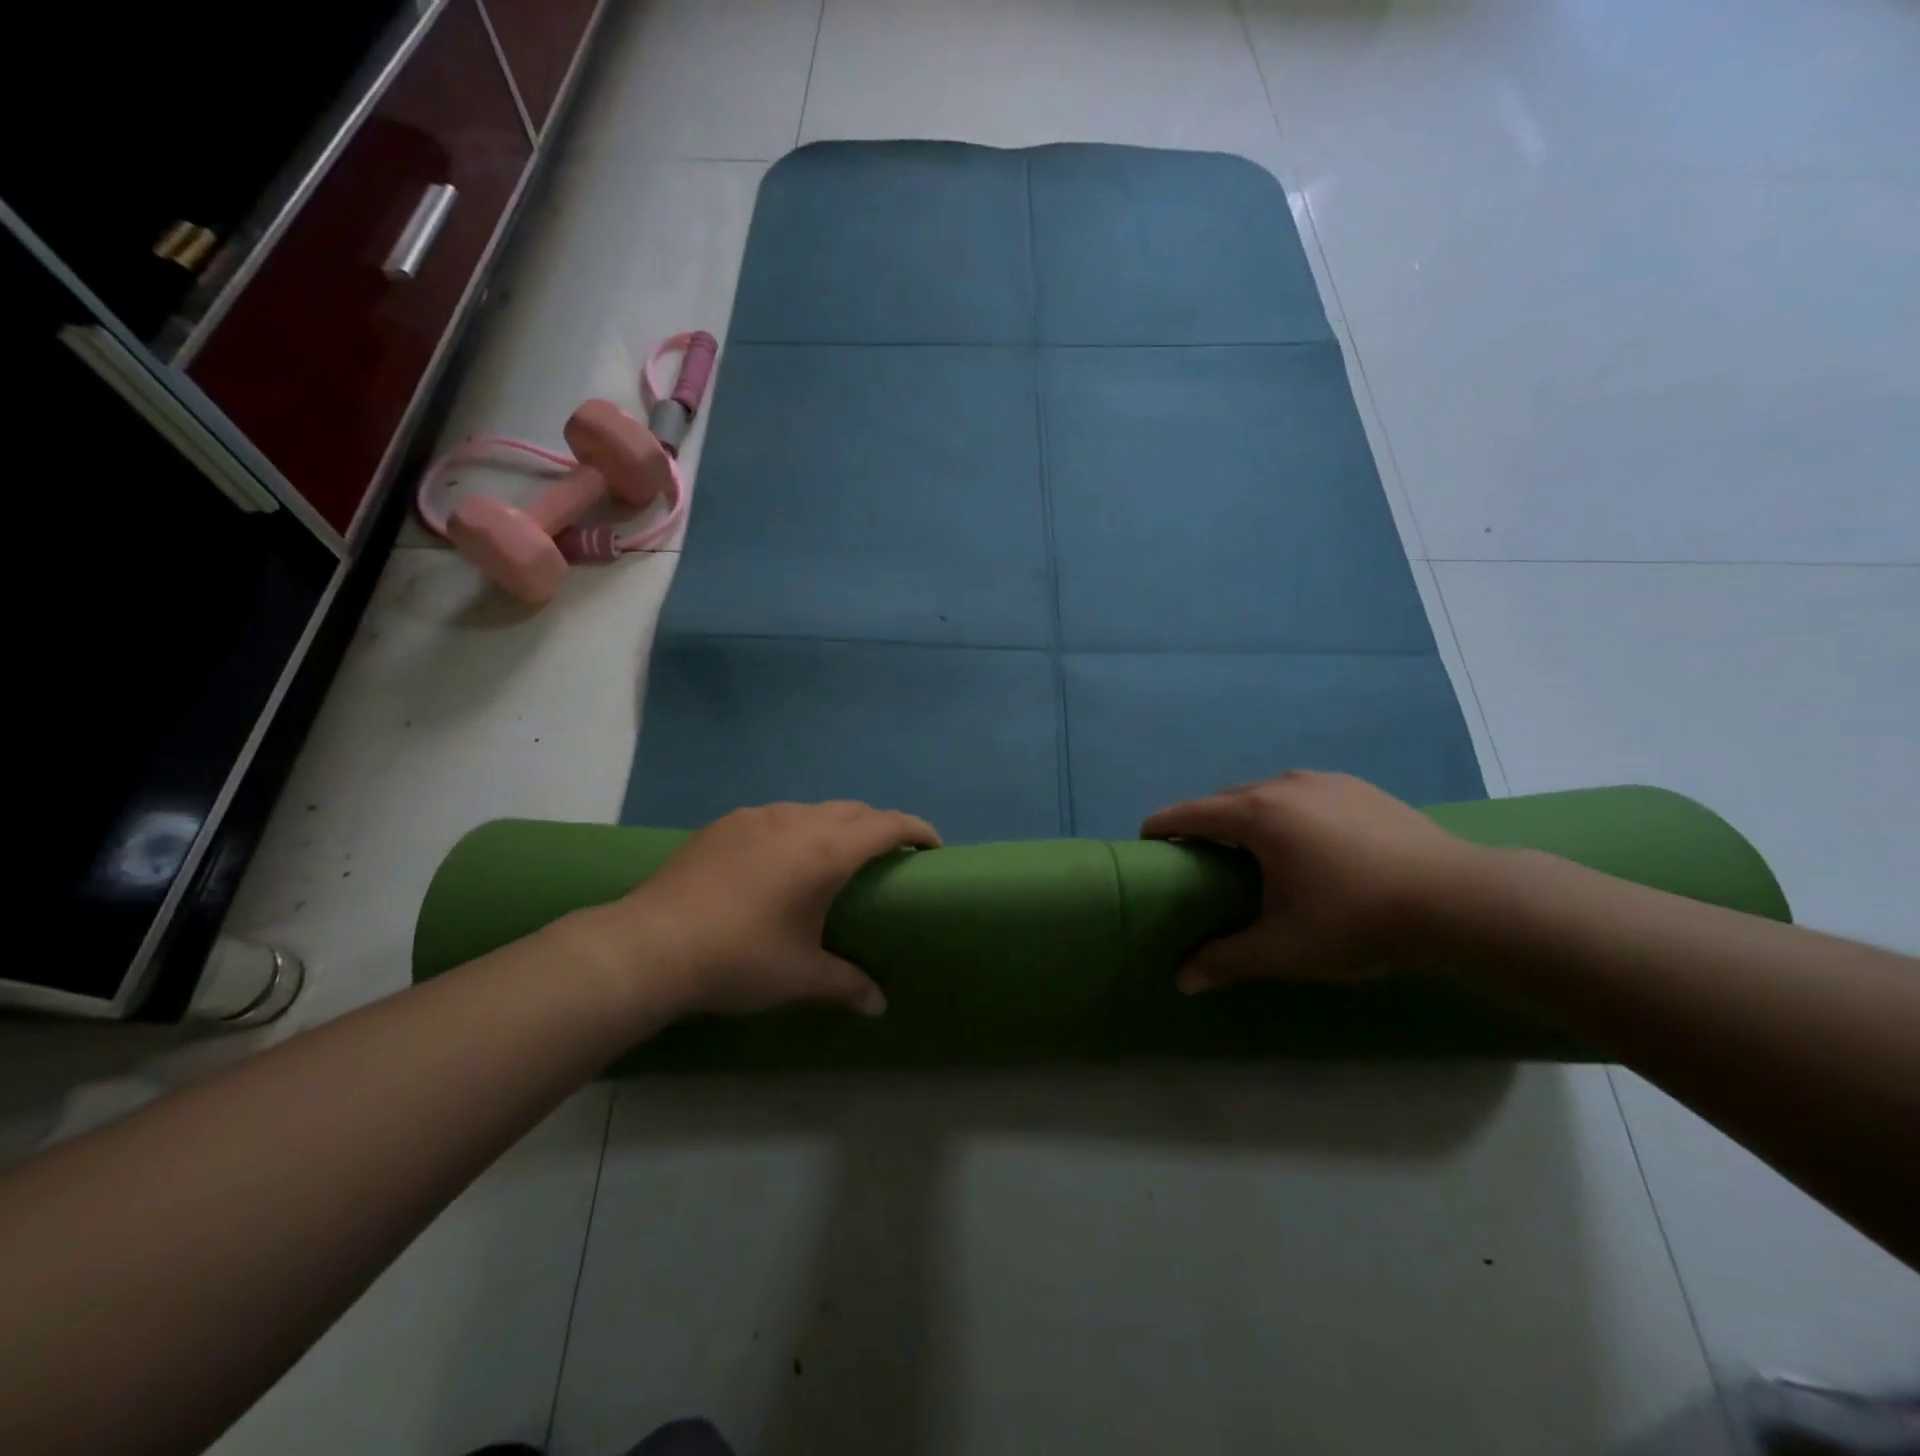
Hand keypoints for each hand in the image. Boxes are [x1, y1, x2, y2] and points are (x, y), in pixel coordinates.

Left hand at [609, 801, 939, 1017]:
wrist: (652, 945)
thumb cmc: (740, 958)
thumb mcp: (801, 976)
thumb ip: (847, 984)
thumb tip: (880, 1006)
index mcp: (827, 851)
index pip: (888, 825)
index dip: (917, 830)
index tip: (932, 846)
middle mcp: (797, 822)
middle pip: (854, 810)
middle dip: (879, 827)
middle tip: (887, 857)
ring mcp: (757, 817)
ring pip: (813, 810)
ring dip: (835, 826)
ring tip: (832, 859)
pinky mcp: (725, 824)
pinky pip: (776, 817)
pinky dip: (795, 830)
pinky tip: (778, 862)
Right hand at [1141, 771, 1484, 991]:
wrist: (1461, 901)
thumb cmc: (1357, 920)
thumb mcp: (1284, 948)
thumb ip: (1226, 960)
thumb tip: (1181, 980)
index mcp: (1257, 815)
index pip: (1190, 813)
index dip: (1162, 826)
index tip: (1147, 841)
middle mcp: (1285, 786)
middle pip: (1226, 799)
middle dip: (1205, 823)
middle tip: (1200, 857)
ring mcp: (1326, 782)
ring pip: (1267, 793)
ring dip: (1248, 816)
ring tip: (1253, 851)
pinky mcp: (1361, 789)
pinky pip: (1304, 795)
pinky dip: (1287, 814)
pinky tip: (1308, 845)